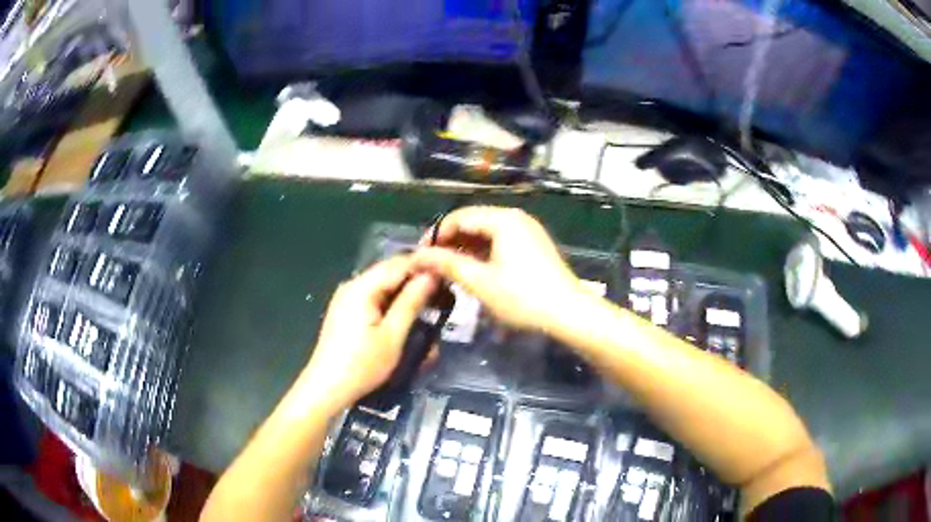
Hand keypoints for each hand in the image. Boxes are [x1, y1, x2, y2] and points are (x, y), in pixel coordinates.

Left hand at [302, 256, 437, 410]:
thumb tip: (431, 276)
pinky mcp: (346, 311)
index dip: (425, 266)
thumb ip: (412, 302)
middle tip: (442, 295)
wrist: (327, 388)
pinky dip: (391, 303)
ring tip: (428, 308)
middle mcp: (352, 285)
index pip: (399, 263)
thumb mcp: (393, 336)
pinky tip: (404, 317)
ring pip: (383, 285)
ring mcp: (346, 298)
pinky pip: (374, 297)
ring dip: (404, 294)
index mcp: (361, 287)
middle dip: (415, 280)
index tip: (448, 276)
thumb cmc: (361, 365)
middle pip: (390, 272)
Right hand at [413, 206, 585, 332]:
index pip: (459, 217)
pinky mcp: (533, 245)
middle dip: (450, 242)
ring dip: (465, 248)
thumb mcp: (480, 282)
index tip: (421, 257)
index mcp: (503, 219)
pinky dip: (483, 253)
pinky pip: (500, 241)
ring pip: (486, 233)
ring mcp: (527, 230)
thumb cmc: (523, 297)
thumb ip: (447, 265)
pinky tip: (473, 271)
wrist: (569, 314)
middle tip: (433, 265)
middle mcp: (515, 218)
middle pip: (473, 222)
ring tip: (449, 271)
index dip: (436, 235)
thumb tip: (418, 256)